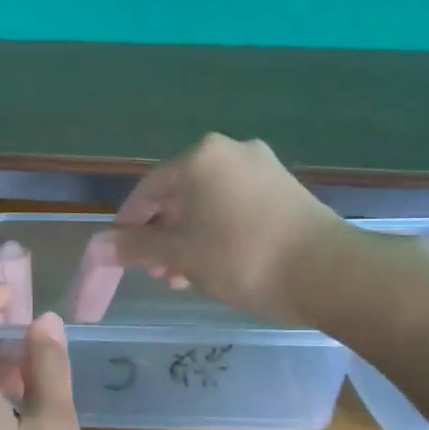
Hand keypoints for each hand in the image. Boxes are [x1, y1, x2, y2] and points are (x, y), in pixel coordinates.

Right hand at [110, 133, 353, 325]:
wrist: (329, 272)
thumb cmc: (242, 257)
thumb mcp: (180, 256)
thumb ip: (136, 248)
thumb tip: (99, 247)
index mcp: (199, 158)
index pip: (146, 191)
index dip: (127, 226)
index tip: (119, 257)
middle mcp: (230, 151)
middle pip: (178, 195)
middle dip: (162, 235)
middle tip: (156, 273)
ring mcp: (263, 168)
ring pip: (208, 203)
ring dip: (189, 238)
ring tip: (184, 277)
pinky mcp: (286, 190)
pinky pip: (236, 207)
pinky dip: (218, 232)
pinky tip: (217, 264)